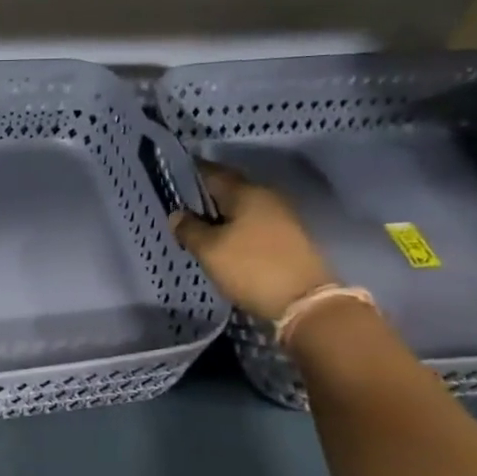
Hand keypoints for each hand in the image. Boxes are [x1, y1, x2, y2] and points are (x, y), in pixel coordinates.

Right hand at [169, 164, 333, 322]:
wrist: (304, 303)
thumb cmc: (251, 268)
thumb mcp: (209, 250)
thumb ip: (189, 229)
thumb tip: (177, 214)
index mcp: (246, 192)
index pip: (211, 172)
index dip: (190, 174)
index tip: (172, 181)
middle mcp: (266, 197)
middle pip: (229, 189)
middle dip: (205, 198)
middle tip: (182, 210)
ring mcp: (281, 217)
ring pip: (241, 209)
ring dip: (221, 216)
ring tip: (199, 230)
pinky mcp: (288, 238)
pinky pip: (253, 225)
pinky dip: (236, 230)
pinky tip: (224, 244)